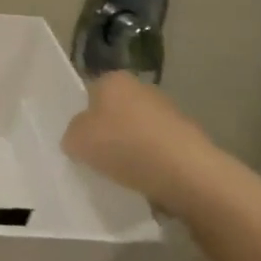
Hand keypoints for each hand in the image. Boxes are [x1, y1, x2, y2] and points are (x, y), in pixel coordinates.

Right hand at [62, 72, 218, 210]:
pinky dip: (152, 163)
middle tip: (96, 159)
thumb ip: (72, 134)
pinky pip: (159, 150)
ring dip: (131, 149)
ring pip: (138, 131)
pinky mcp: (189, 138)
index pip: (89, 94)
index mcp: (113, 80)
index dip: (82, 118)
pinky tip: (146, 181)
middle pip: (115, 112)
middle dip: (108, 132)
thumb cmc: (123, 146)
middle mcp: (142, 88)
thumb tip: (80, 137)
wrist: (185, 173)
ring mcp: (170, 112)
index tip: (79, 141)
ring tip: (122, 176)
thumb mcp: (76, 140)